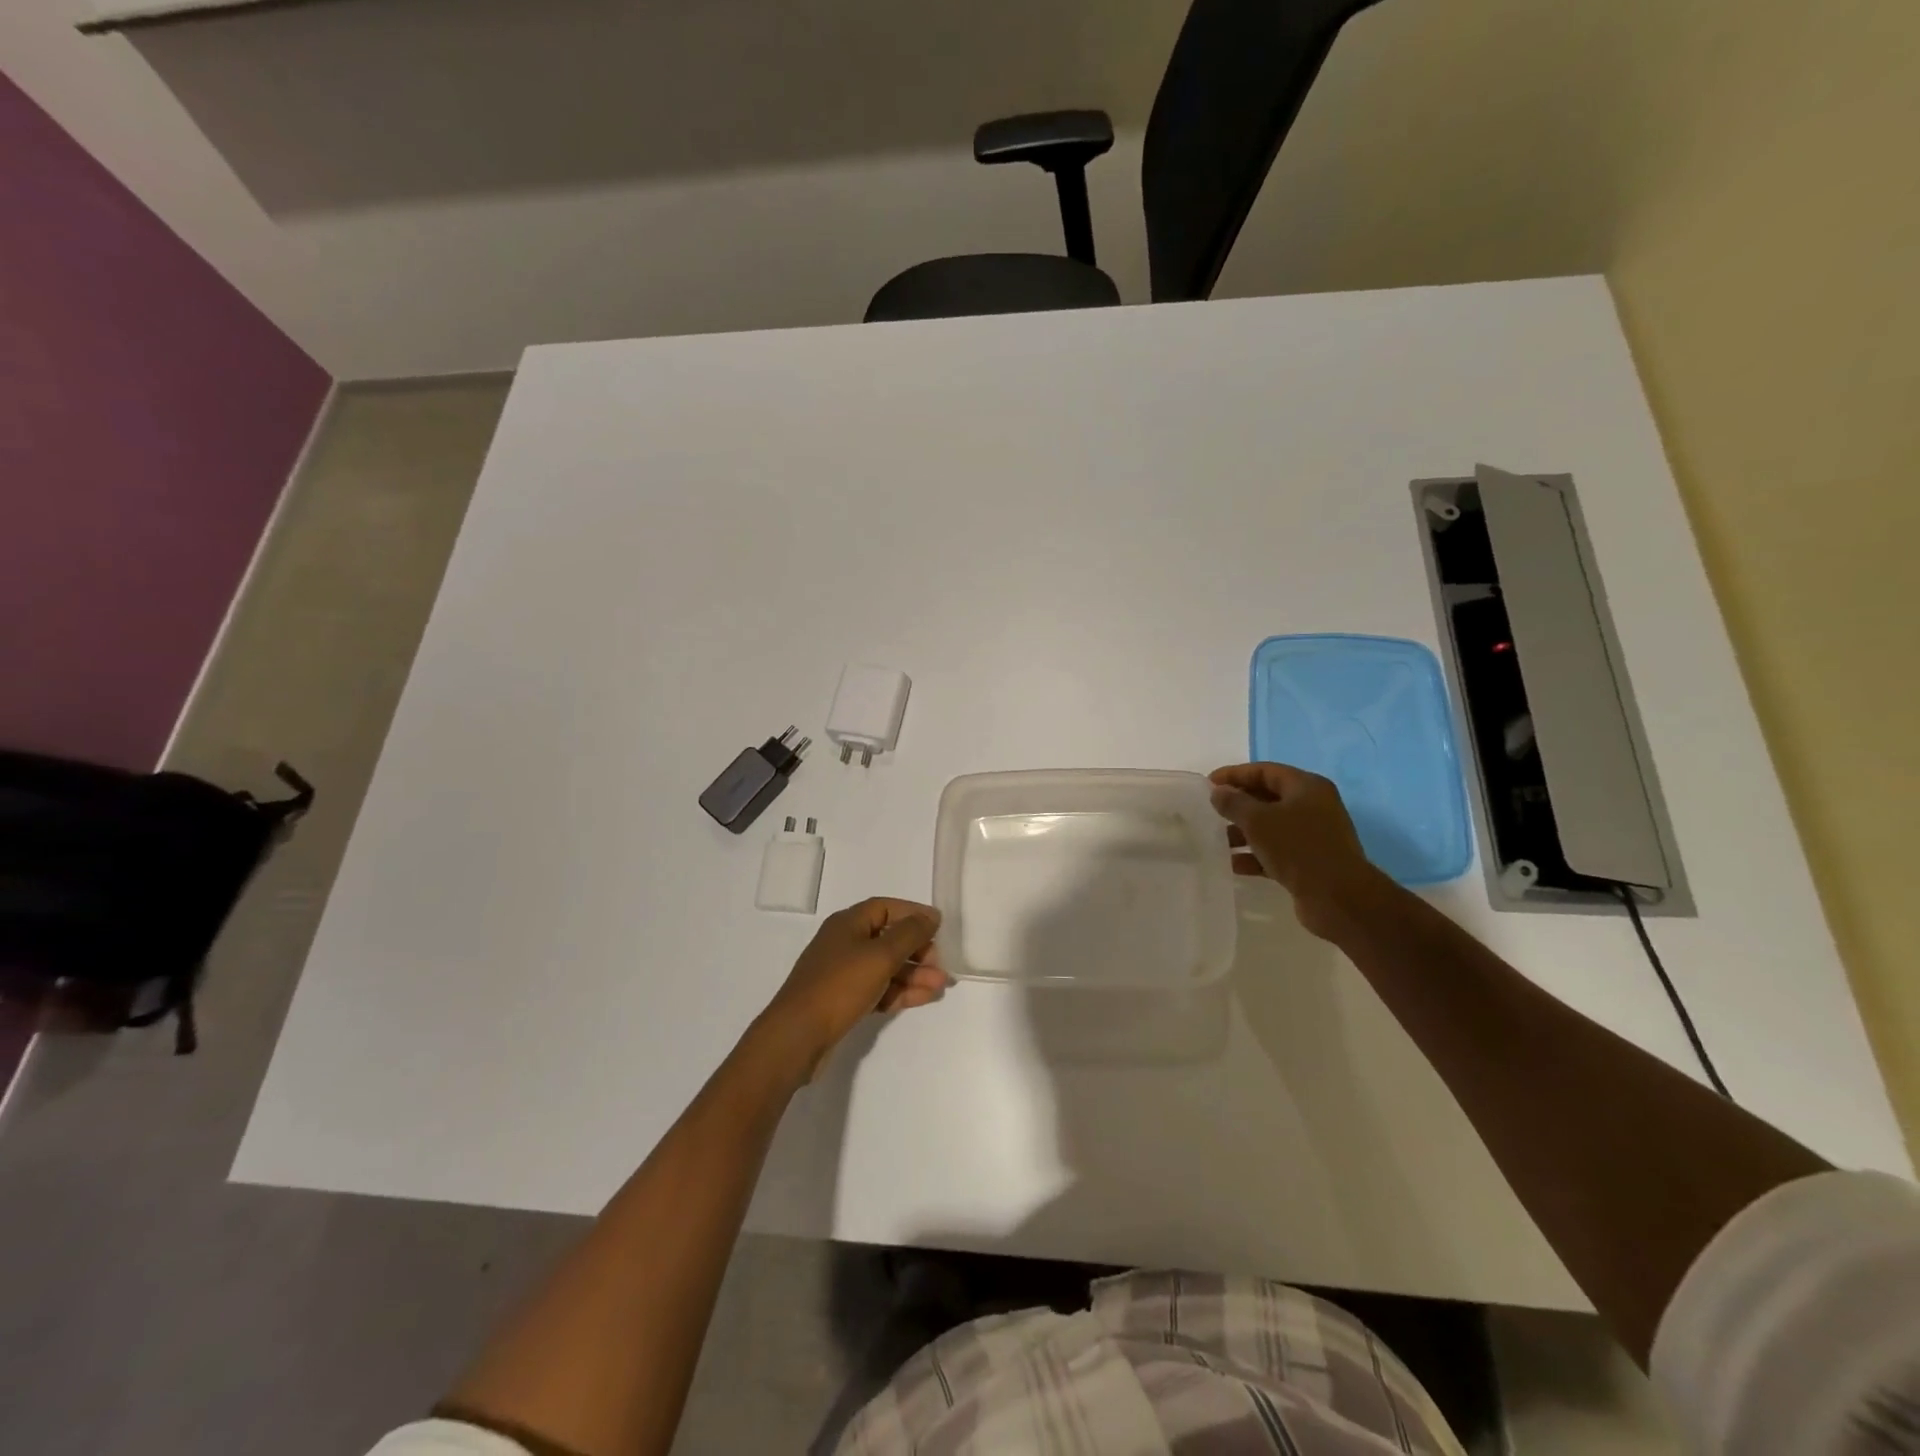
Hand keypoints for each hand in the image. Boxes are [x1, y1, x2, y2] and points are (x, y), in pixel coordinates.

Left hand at [754, 898, 950, 1080]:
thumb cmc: (840, 986)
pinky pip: (878, 988)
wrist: (797, 1036)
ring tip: (940, 986)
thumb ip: (910, 933)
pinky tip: (923, 998)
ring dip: (913, 974)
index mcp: (848, 923)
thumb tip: (930, 916)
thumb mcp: (880, 955)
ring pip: (885, 967)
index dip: (913, 914)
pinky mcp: (843, 1001)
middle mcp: (844, 943)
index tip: (939, 927)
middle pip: (888, 938)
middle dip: (917, 950)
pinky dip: (900, 991)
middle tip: (940, 965)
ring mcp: (842, 974)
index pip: (886, 907)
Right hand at [1209, 762, 1390, 941]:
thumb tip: (1218, 792)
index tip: (1207, 783)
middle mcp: (1313, 806)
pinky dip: (1256, 855)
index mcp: (1307, 787)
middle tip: (1211, 811)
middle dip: (1238, 804)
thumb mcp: (1258, 820)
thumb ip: (1234, 802)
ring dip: (1244, 832)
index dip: (1234, 774)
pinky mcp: (1310, 861)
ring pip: (1271, 826)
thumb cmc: (1298, 848)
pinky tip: (1234, 864)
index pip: (1265, 771)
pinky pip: (1277, 851)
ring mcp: (1313, 835)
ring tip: (1218, 840)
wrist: (1338, 898)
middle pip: (1268, 797)